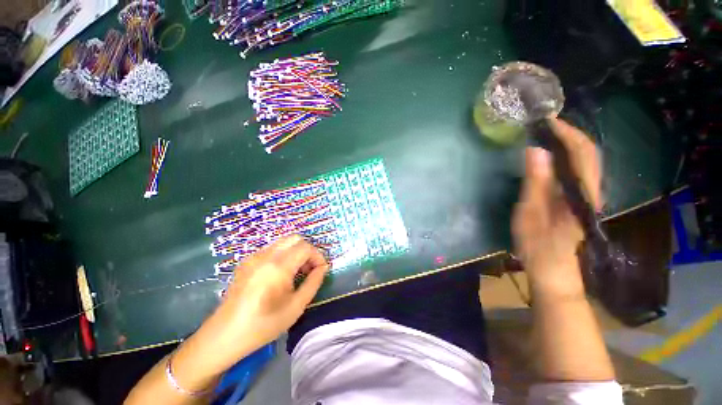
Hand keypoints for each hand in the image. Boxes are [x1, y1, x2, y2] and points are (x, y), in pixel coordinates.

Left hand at [215, 235, 328, 356]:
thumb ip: (313, 283)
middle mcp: (265, 255)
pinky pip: (271, 249)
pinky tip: (280, 274)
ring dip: (295, 252)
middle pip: (295, 238)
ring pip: (283, 242)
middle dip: (307, 251)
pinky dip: (283, 255)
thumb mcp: (296, 307)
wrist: (224, 336)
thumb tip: (323, 268)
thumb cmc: (263, 325)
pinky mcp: (246, 261)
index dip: (317, 256)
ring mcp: (254, 256)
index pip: (306, 247)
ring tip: (296, 272)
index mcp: (278, 266)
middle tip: (309, 269)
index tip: (320, 270)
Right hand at [512, 119, 600, 298]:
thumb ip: (536, 183)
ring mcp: (586, 196)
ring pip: (584, 161)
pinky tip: (548, 156)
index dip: (567, 133)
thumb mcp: (530, 214)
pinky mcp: (578, 200)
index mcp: (580, 194)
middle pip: (587, 153)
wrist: (553, 271)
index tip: (546, 121)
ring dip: (567, 144)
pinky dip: (564, 157)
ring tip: (544, 135)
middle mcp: (590, 191)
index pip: (582, 152)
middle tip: (543, 125)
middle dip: (568, 134)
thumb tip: (536, 151)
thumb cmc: (538, 245)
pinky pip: (575, 171)